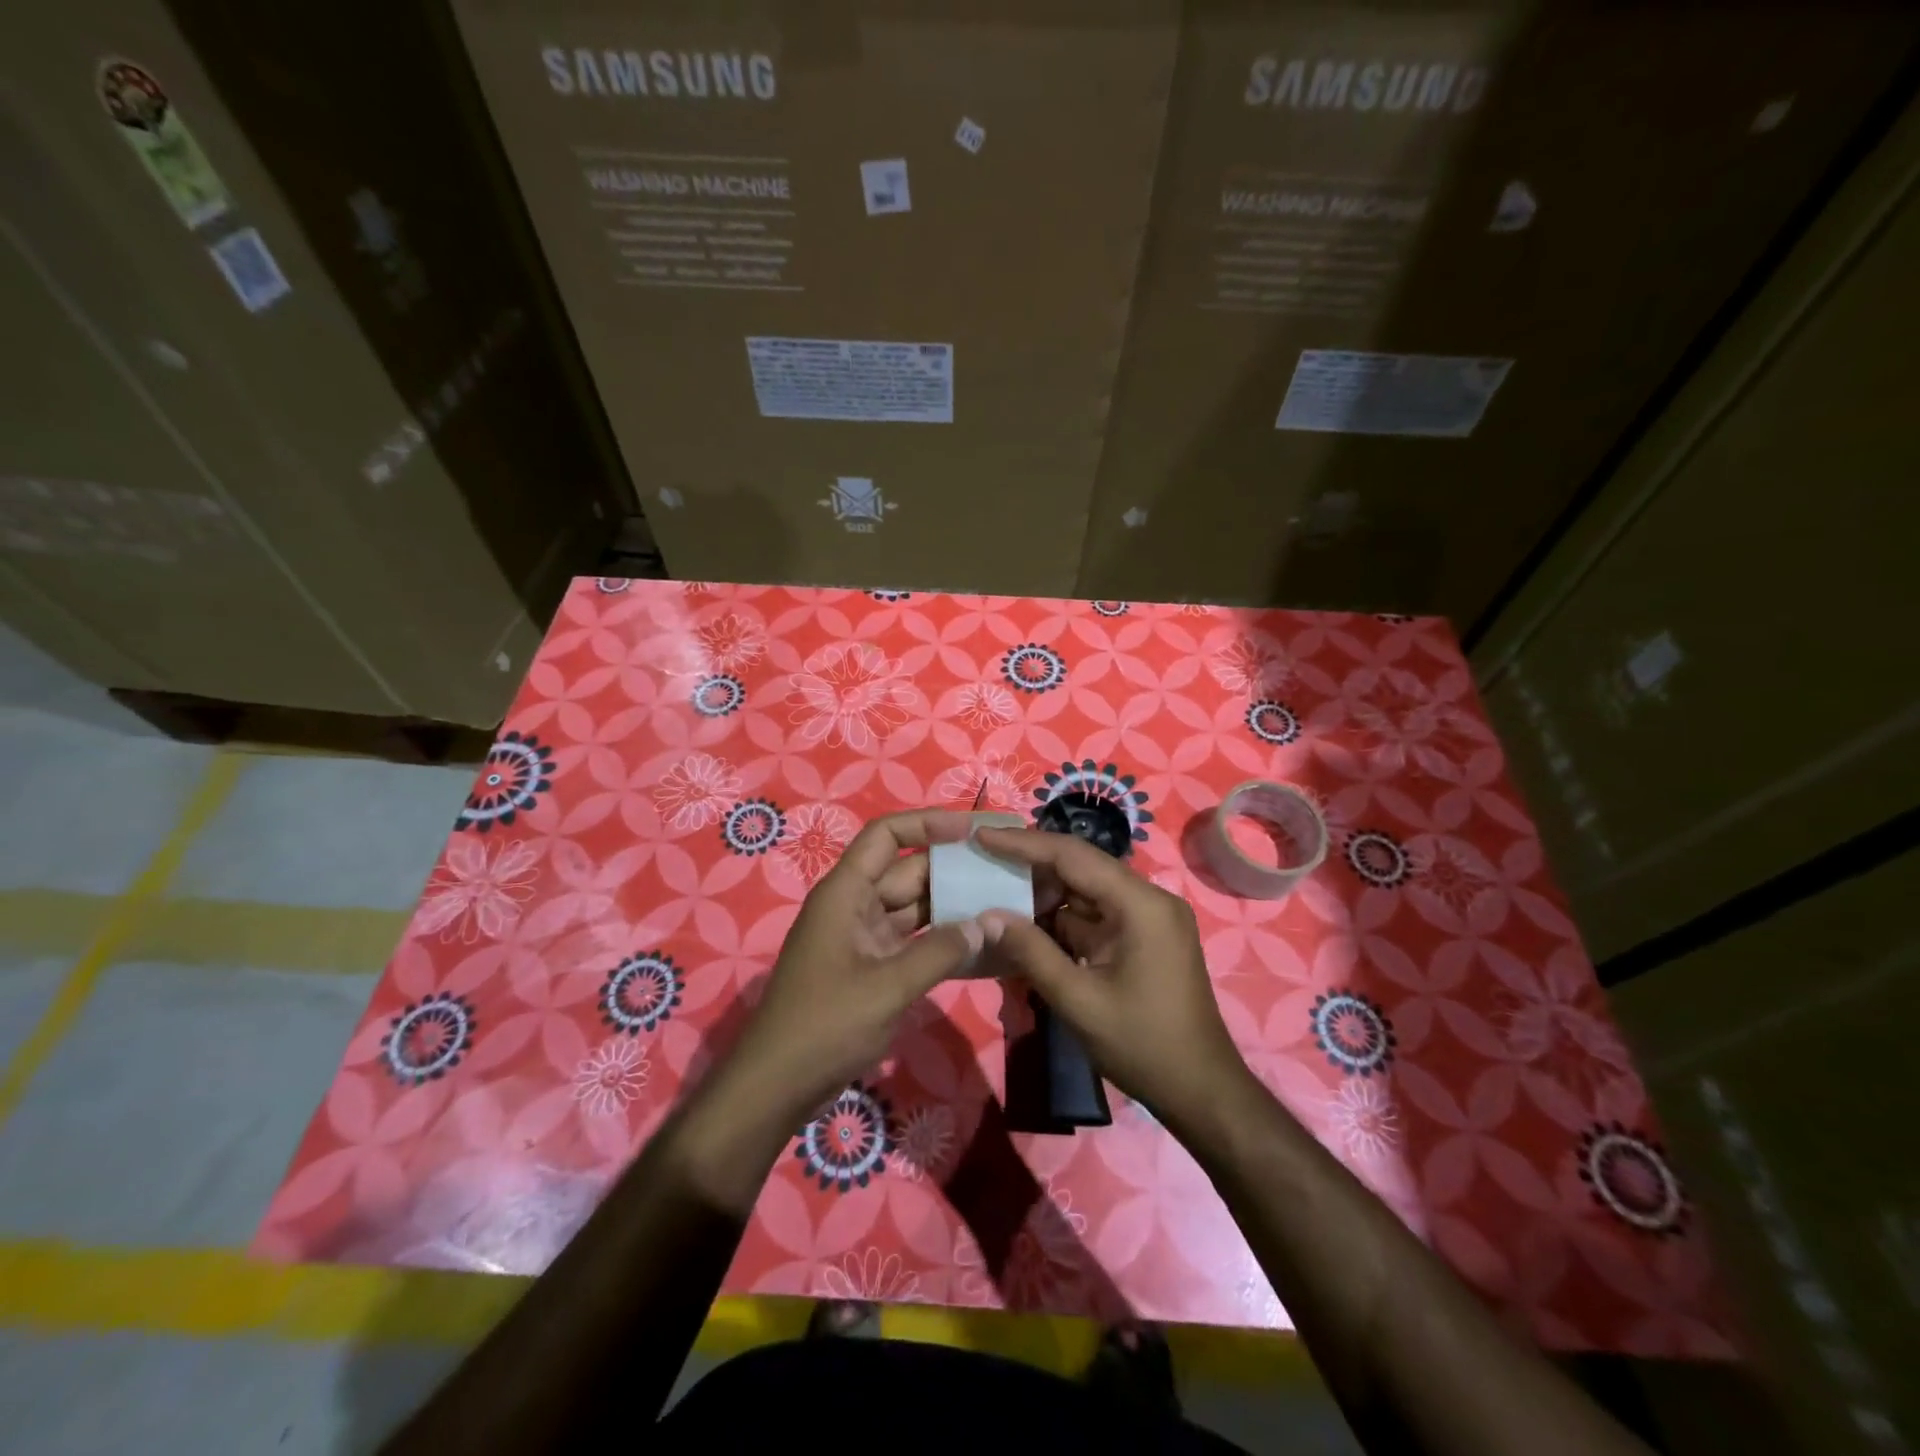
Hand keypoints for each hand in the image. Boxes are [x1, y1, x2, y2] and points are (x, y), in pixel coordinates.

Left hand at [723, 809, 984, 1119]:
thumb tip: (987, 924)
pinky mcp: (872, 968)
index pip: (886, 835)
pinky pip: (913, 942)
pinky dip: (941, 942)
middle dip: (953, 869)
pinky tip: (980, 947)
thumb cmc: (825, 1024)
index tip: (972, 830)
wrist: (777, 1086)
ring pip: (915, 909)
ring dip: (952, 908)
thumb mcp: (887, 986)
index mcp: (846, 893)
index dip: (927, 823)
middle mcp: (855, 906)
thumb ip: (940, 952)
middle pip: (908, 872)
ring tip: (1003, 903)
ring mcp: (863, 938)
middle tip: (1003, 870)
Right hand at [973, 826, 1255, 1130]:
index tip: (982, 835)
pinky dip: (1062, 917)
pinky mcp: (1144, 936)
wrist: (1201, 1090)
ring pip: (1086, 889)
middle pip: (1081, 866)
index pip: (1073, 855)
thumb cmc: (1143, 1046)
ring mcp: (1149, 917)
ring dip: (1044, 893)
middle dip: (1031, 865)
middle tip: (983, 862)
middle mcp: (1149, 899)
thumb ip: (1031, 952)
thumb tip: (987, 916)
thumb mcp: (1078, 1001)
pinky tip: (1028, 925)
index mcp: (1141, 904)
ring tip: (996, 894)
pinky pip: (1095, 913)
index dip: (1024, 843)